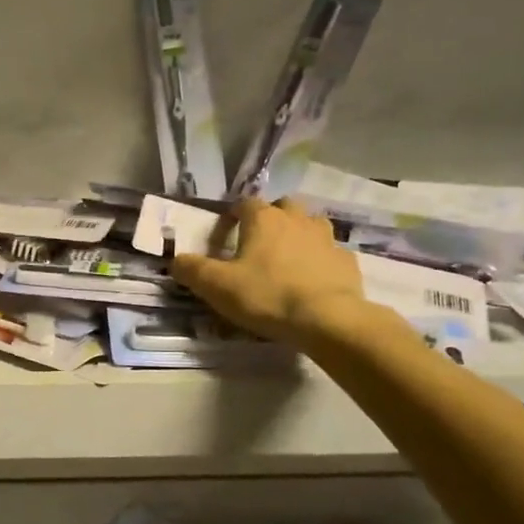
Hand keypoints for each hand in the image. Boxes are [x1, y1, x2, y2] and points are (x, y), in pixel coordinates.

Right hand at [171, 197, 377, 346]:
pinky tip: (312, 280)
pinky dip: (320, 260)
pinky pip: (330, 252)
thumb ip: (192, 269)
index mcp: (263, 219)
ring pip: (311, 224)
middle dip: (270, 218)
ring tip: (287, 258)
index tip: (224, 237)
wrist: (326, 319)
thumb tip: (176, 260)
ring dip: (298, 234)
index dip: (232, 217)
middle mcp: (296, 219)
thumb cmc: (266, 296)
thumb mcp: (216, 286)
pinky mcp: (346, 261)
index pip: (244, 203)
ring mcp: (326, 238)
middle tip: (258, 243)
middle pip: (283, 206)